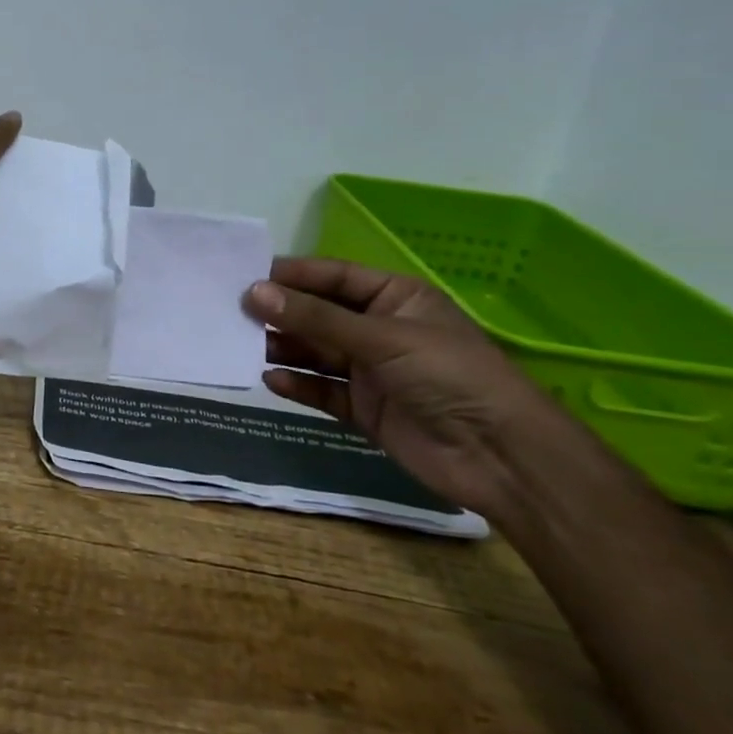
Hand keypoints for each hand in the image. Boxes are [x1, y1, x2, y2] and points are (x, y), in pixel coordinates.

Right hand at [243, 257, 574, 517]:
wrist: (501, 457)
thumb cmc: (449, 375)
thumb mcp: (381, 337)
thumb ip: (315, 318)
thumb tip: (253, 293)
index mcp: (394, 298)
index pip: (333, 277)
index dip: (291, 276)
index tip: (245, 277)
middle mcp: (379, 330)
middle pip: (319, 315)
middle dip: (280, 313)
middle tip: (231, 312)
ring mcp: (371, 371)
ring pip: (315, 352)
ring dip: (283, 348)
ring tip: (240, 345)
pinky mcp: (364, 409)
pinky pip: (322, 390)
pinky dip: (297, 385)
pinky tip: (270, 381)